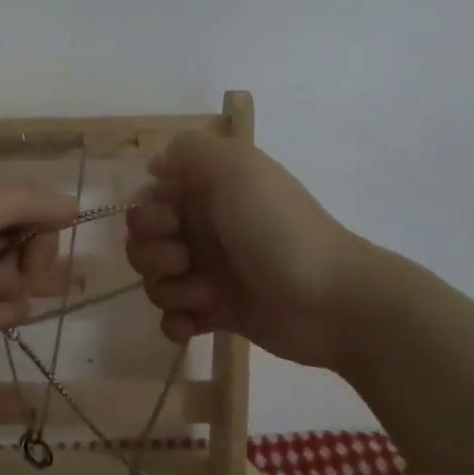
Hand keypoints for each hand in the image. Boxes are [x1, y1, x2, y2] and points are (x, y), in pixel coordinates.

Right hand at [126, 132, 384, 367]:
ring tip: (206, 294)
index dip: (147, 213)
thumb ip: (190, 150)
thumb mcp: (238, 168)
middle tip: (184, 259)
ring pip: (154, 280)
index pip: (148, 198)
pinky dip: (177, 322)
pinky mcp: (217, 312)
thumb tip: (155, 165)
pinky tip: (196, 324)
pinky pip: (173, 317)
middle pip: (142, 241)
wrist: (331, 300)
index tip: (171, 222)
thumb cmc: (278, 230)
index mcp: (206, 193)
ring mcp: (209, 272)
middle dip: (152, 254)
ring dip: (169, 289)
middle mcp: (203, 229)